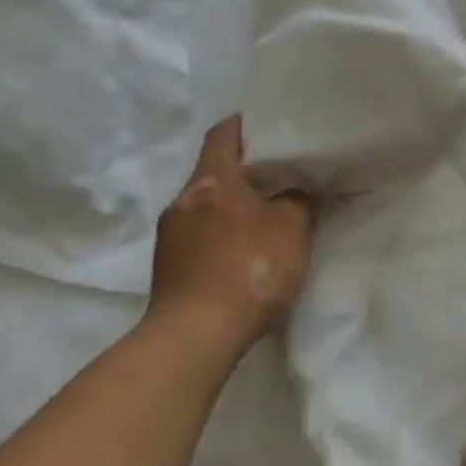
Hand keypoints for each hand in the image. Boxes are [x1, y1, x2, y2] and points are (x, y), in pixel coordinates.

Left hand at [150, 117, 315, 357]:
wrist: (192, 341)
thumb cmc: (247, 272)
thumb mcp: (292, 231)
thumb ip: (299, 200)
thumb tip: (297, 189)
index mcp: (212, 180)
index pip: (224, 132)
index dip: (247, 124)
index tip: (271, 126)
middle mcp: (183, 199)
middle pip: (214, 169)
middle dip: (244, 170)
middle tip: (280, 174)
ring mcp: (169, 235)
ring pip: (205, 204)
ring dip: (230, 205)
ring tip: (263, 216)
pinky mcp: (166, 268)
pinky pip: (197, 234)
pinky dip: (219, 233)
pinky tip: (241, 253)